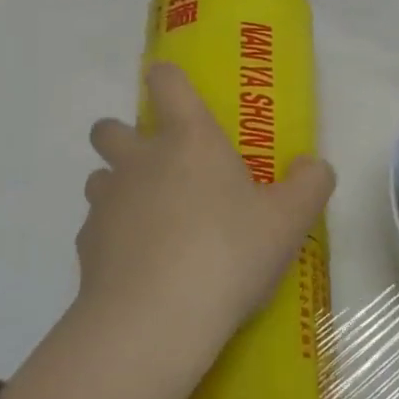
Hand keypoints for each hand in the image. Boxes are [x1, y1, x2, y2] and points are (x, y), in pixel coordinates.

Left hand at [77, 61, 335, 382]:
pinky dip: (112, 238)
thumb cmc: (229, 253)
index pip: (166, 81)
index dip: (167, 78)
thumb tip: (312, 165)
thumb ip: (311, 183)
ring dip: (118, 188)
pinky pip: (95, 228)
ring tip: (149, 220)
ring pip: (99, 177)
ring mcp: (107, 201)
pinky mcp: (85, 245)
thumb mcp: (290, 220)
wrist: (156, 320)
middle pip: (110, 128)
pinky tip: (138, 267)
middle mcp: (140, 160)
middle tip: (158, 166)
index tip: (173, 90)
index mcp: (188, 139)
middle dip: (124, 136)